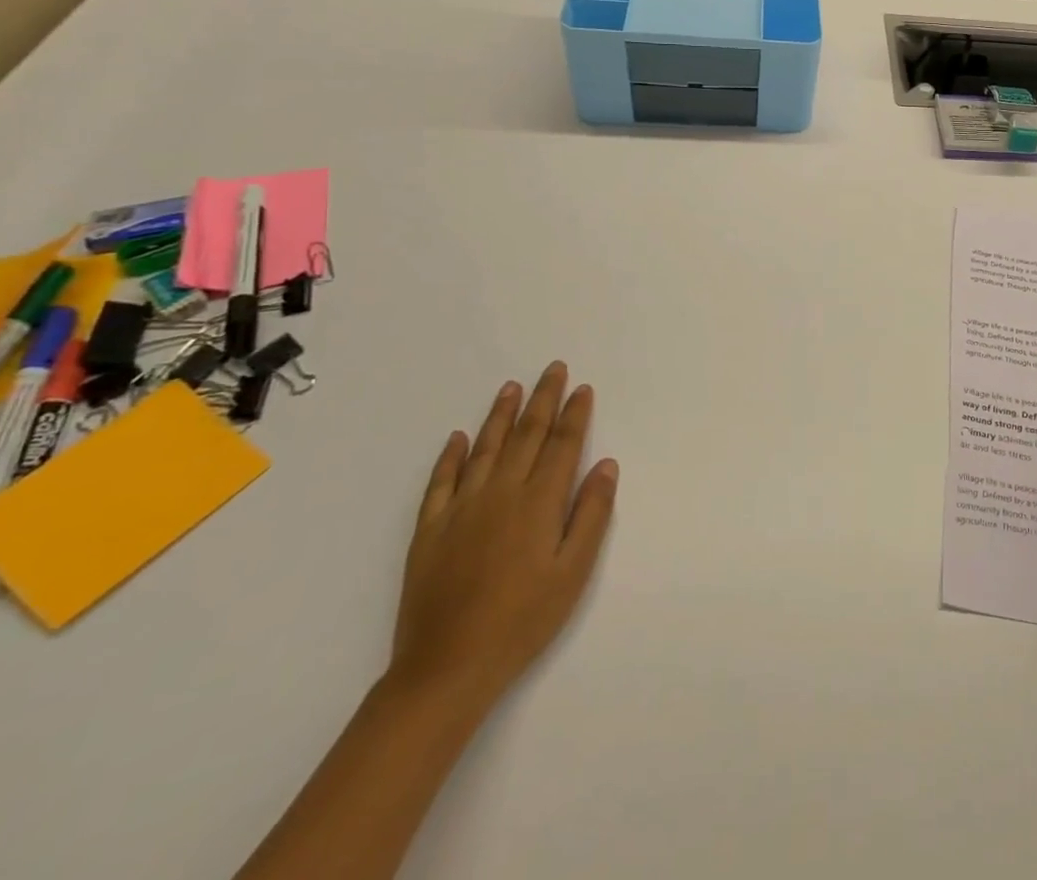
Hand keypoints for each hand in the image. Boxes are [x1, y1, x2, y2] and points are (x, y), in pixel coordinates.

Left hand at [389, 362, 618, 710]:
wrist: (446, 668)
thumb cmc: (523, 621)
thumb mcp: (573, 573)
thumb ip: (591, 514)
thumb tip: (606, 465)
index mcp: (539, 502)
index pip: (563, 445)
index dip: (575, 414)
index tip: (582, 388)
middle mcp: (501, 493)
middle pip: (527, 435)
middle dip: (543, 399)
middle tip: (553, 368)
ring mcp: (461, 509)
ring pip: (484, 448)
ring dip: (500, 415)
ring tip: (512, 387)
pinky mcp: (429, 530)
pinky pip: (440, 481)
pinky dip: (450, 456)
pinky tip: (457, 437)